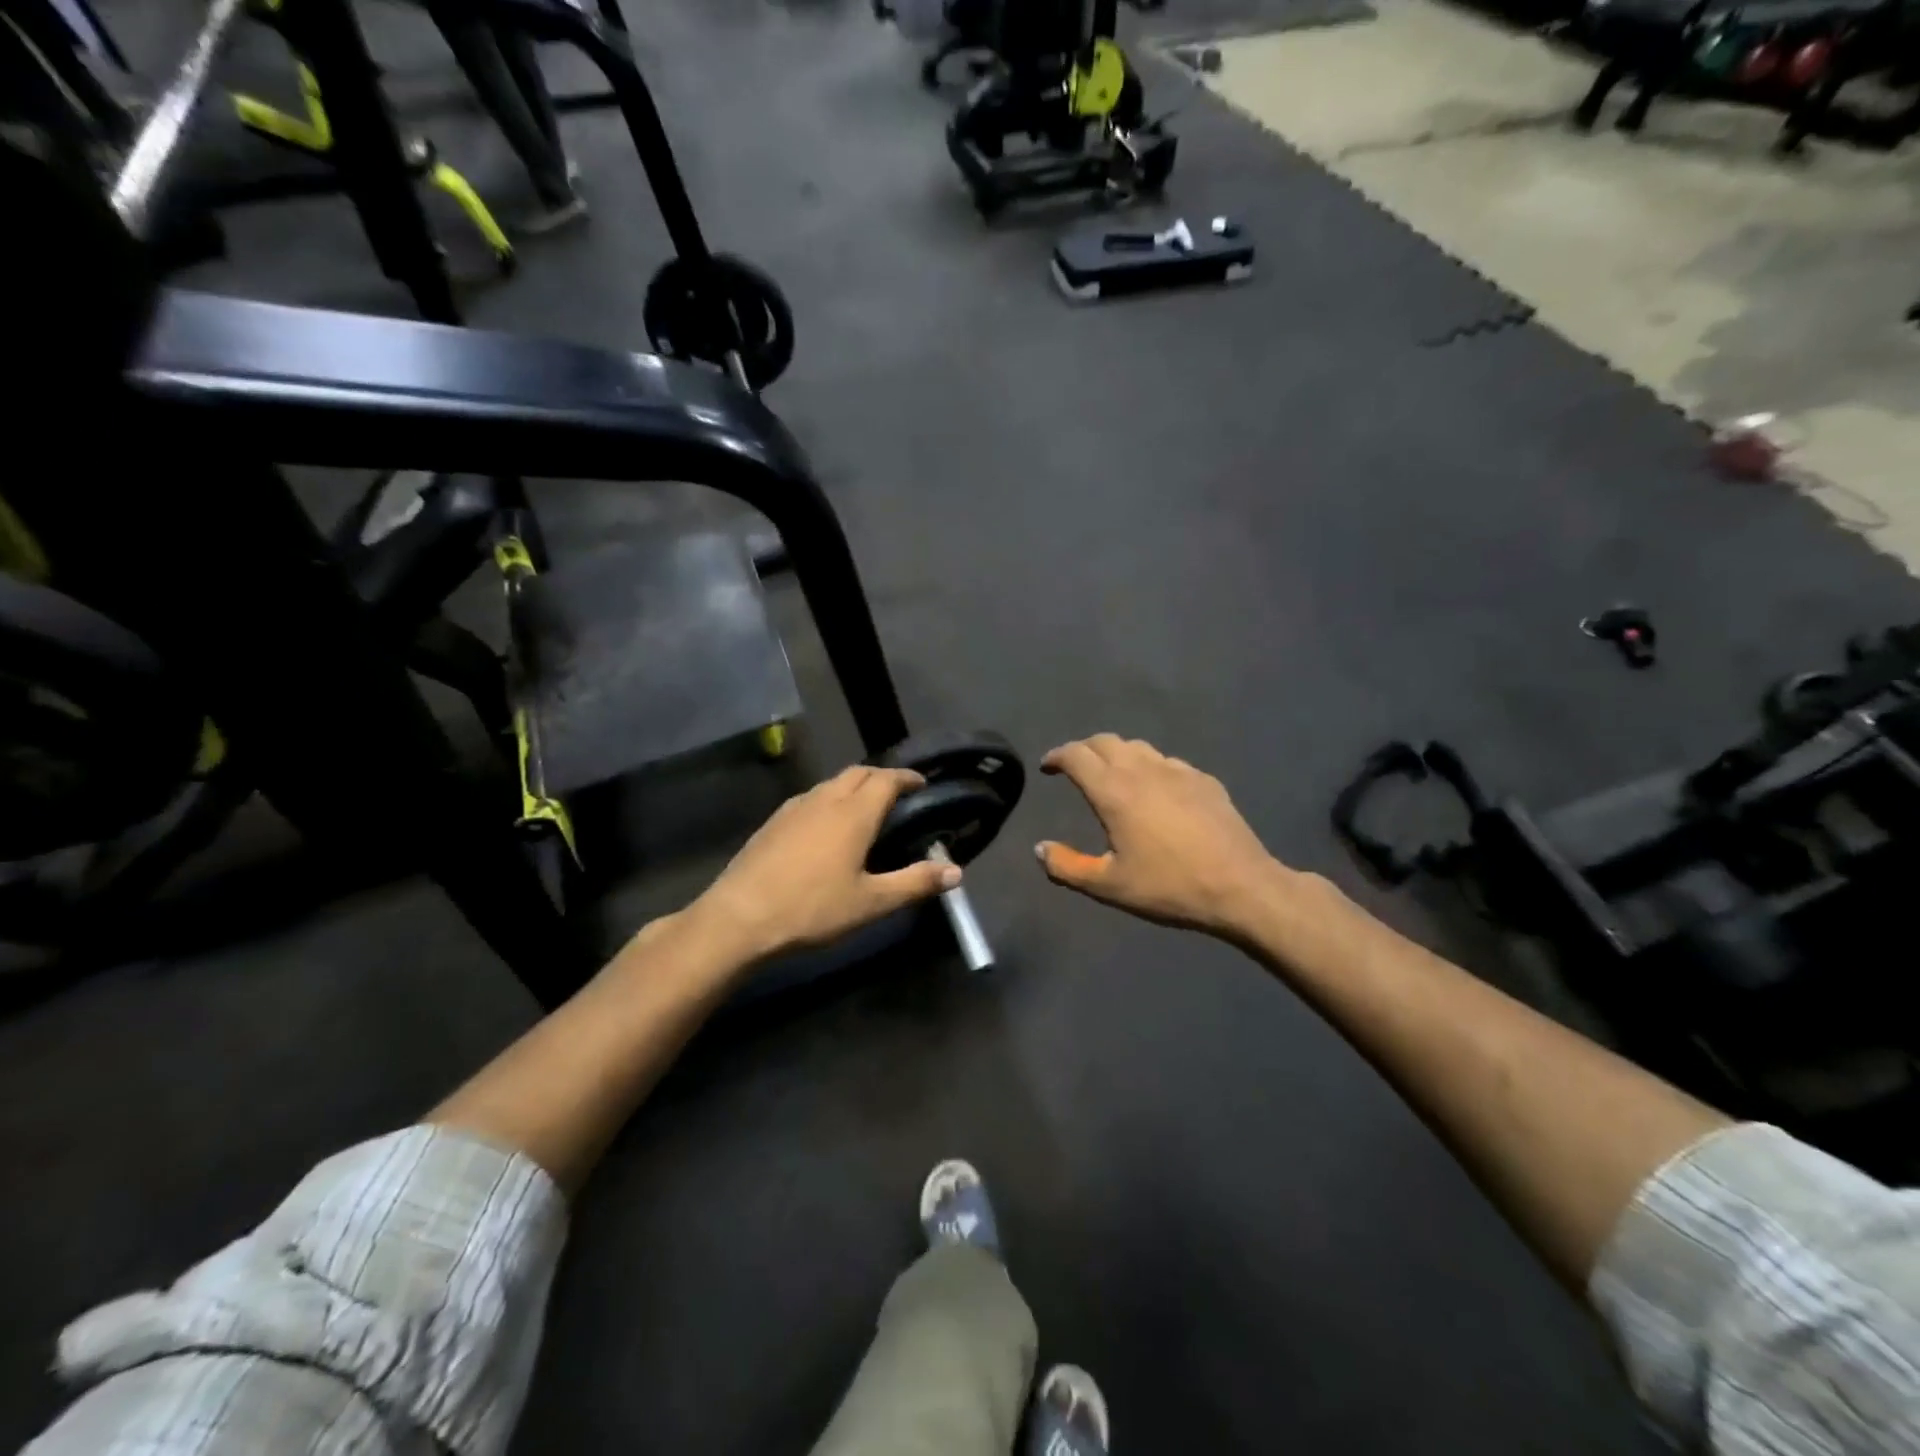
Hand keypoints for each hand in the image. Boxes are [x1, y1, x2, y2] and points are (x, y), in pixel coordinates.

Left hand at [688, 766, 960, 963]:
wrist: (739, 917)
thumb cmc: (812, 909)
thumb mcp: (871, 902)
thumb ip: (915, 883)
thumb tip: (956, 871)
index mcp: (853, 813)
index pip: (887, 779)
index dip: (907, 778)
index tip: (922, 784)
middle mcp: (825, 799)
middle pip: (858, 773)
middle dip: (882, 778)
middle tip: (898, 796)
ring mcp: (794, 808)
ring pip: (831, 783)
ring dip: (853, 787)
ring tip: (865, 810)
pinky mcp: (773, 821)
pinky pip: (810, 798)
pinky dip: (829, 800)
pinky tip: (826, 827)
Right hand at [1036, 735, 1282, 938]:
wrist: (1241, 887)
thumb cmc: (1168, 887)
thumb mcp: (1109, 886)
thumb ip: (1067, 866)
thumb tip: (1040, 848)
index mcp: (1114, 791)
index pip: (1076, 755)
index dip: (1057, 756)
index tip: (1048, 767)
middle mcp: (1143, 770)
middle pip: (1105, 741)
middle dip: (1084, 749)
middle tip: (1075, 767)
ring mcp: (1178, 770)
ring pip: (1138, 747)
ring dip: (1116, 754)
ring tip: (1112, 775)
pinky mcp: (1204, 780)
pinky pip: (1167, 762)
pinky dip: (1149, 767)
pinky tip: (1155, 791)